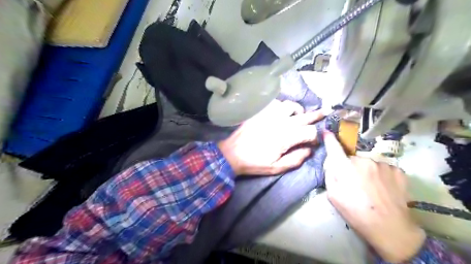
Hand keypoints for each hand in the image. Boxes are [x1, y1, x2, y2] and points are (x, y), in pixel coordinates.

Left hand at [218, 100, 323, 175]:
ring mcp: (269, 114)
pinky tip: (280, 112)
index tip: (314, 142)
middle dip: (317, 115)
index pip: (310, 132)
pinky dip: (281, 106)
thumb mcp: (277, 167)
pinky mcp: (260, 112)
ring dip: (297, 110)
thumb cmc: (254, 163)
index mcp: (286, 137)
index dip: (315, 137)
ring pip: (290, 105)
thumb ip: (296, 158)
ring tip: (298, 115)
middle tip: (326, 111)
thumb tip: (310, 150)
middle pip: (304, 116)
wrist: (232, 154)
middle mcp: (280, 122)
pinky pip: (275, 103)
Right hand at [325, 131, 427, 261]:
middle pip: (352, 158)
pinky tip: (384, 187)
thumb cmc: (355, 212)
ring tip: (372, 188)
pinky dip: (381, 175)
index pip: (334, 148)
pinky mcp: (397, 170)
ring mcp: (381, 164)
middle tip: (355, 183)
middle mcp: (362, 160)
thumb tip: (332, 161)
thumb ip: (329, 174)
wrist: (389, 228)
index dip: (329, 139)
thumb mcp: (333, 195)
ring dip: (367, 171)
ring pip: (369, 163)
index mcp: (344, 167)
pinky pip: (383, 168)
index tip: (326, 132)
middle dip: (351, 166)